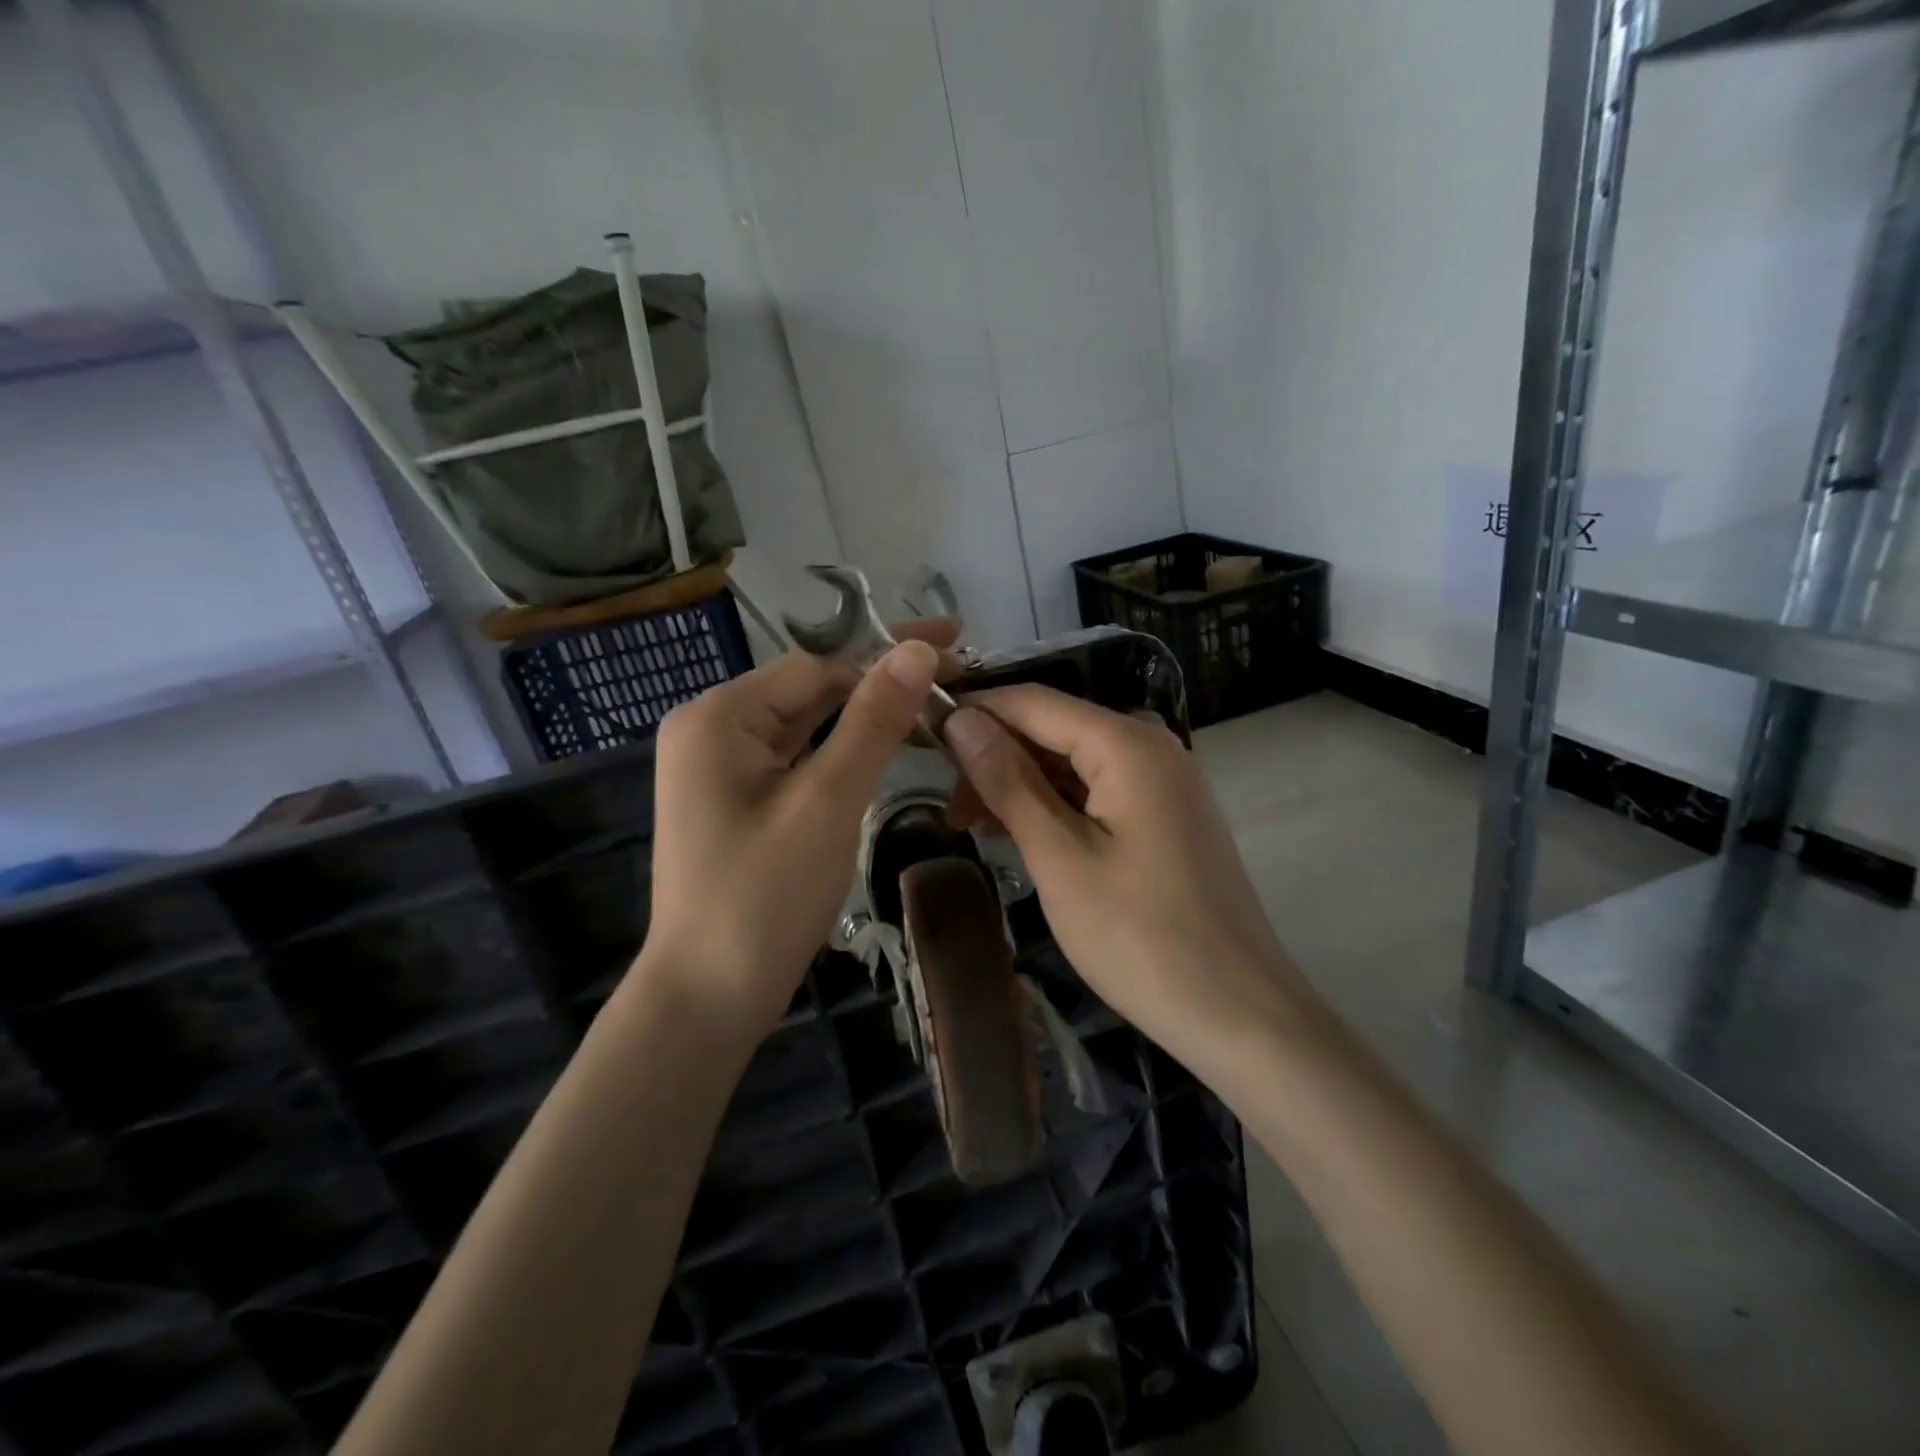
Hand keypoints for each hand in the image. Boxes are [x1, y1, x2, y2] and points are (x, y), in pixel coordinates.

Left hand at [635, 620, 954, 1032]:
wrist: (707, 1000)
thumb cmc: (764, 898)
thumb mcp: (827, 802)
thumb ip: (872, 720)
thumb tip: (917, 648)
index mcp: (719, 716)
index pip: (818, 663)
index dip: (889, 653)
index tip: (955, 645)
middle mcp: (712, 729)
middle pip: (811, 689)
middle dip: (880, 682)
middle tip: (954, 673)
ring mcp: (721, 768)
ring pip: (807, 725)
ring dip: (866, 717)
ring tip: (932, 706)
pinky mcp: (737, 801)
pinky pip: (797, 759)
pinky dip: (842, 752)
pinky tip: (885, 746)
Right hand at [943, 686, 1315, 1059]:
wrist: (1238, 1013)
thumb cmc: (1139, 937)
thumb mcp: (1060, 857)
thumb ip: (1008, 782)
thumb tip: (961, 720)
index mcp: (1127, 744)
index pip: (1033, 702)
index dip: (974, 712)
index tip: (921, 738)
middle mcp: (1151, 746)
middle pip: (1054, 729)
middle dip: (996, 758)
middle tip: (950, 811)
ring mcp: (1164, 782)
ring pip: (1074, 762)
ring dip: (1022, 786)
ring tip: (975, 829)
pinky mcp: (1166, 815)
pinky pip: (1098, 790)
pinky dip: (1056, 806)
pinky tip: (1022, 835)